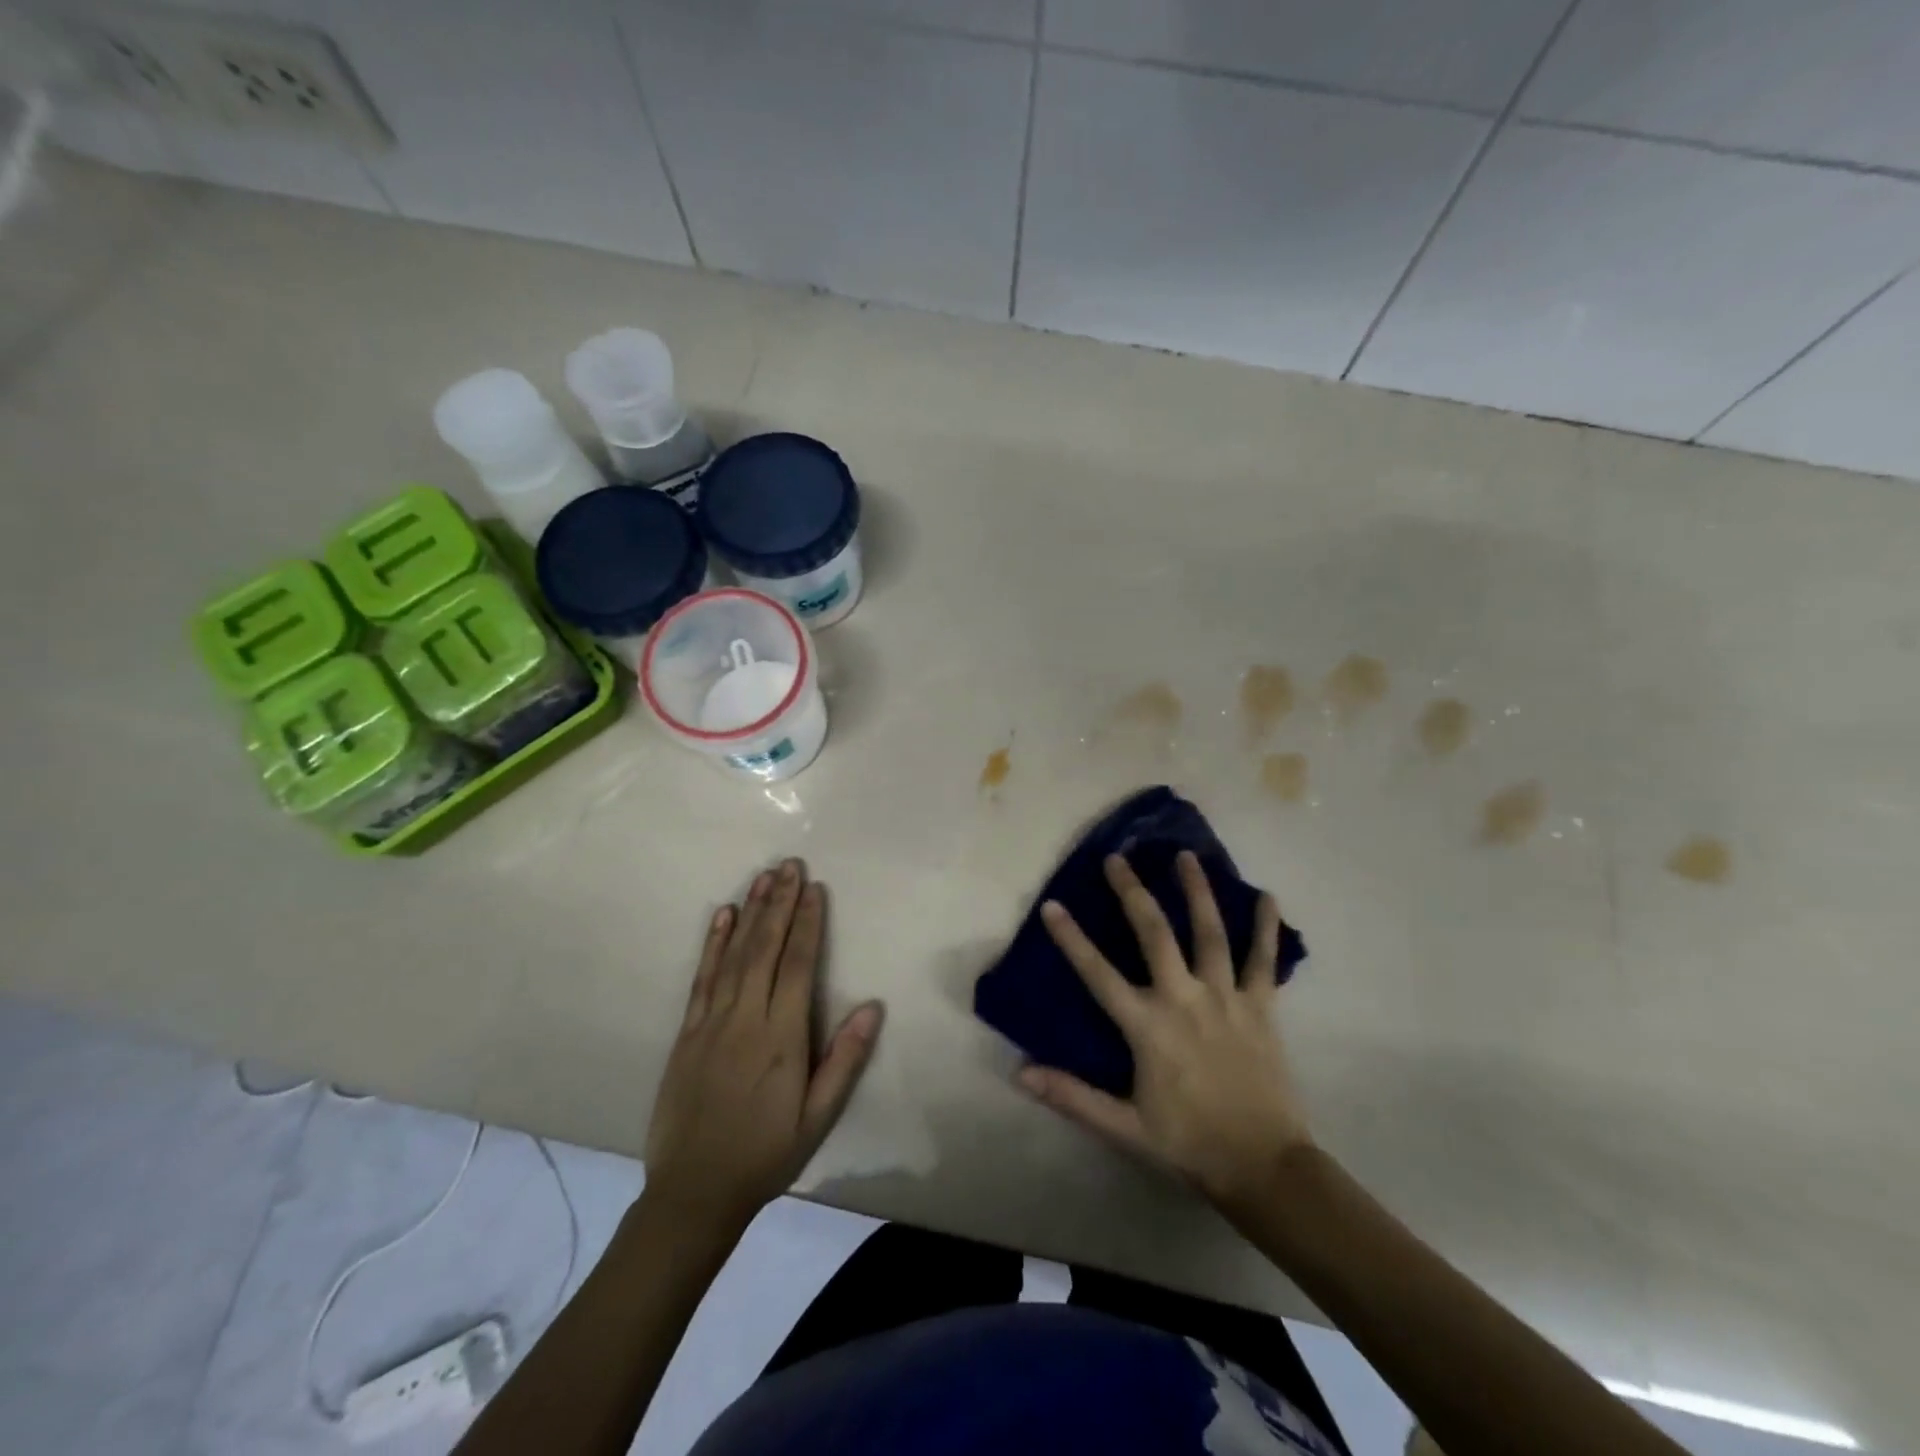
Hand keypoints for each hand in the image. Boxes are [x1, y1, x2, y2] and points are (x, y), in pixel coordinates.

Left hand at [644, 859, 882, 1227]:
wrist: (693, 1191)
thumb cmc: (766, 1154)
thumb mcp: (817, 1117)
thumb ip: (844, 1060)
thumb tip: (872, 1007)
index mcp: (781, 1037)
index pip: (797, 966)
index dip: (807, 923)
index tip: (814, 888)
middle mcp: (745, 1018)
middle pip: (765, 949)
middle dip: (780, 903)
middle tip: (789, 864)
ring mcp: (711, 1022)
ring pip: (734, 955)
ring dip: (750, 912)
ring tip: (762, 876)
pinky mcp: (687, 1031)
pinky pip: (702, 978)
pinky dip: (713, 944)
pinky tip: (722, 916)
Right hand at [1019, 851, 1311, 1208]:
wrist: (1264, 1165)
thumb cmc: (1189, 1143)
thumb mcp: (1123, 1126)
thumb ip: (1072, 1095)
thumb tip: (1020, 1074)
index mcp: (1148, 1026)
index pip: (1099, 974)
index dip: (1072, 938)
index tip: (1052, 905)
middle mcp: (1184, 999)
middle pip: (1154, 933)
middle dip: (1132, 892)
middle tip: (1117, 858)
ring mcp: (1226, 998)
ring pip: (1209, 932)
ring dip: (1196, 890)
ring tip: (1185, 856)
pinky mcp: (1261, 1006)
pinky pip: (1263, 959)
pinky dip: (1265, 927)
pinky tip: (1267, 896)